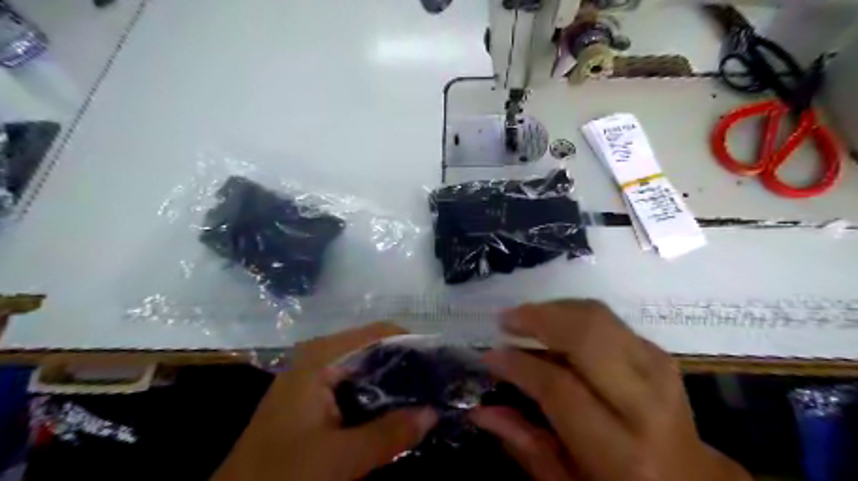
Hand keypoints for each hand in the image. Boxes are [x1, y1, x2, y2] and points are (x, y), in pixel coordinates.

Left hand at [210, 322, 435, 480]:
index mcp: (322, 356)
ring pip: (367, 367)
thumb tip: (433, 413)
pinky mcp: (315, 393)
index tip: (441, 363)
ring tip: (426, 396)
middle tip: (438, 384)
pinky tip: (397, 410)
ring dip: (395, 382)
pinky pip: (356, 384)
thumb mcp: (339, 459)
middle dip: (407, 365)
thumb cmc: (281, 475)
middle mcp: (320, 355)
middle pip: (375, 348)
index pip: (380, 333)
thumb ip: (390, 434)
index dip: (413, 344)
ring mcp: (315, 373)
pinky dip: (379, 394)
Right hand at [468, 300, 752, 480]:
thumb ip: (525, 446)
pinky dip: (573, 312)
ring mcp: (659, 370)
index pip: (560, 388)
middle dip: (538, 319)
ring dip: (554, 310)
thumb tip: (480, 411)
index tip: (490, 355)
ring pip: (598, 317)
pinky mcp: (659, 353)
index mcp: (622, 452)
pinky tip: (552, 323)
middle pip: (587, 337)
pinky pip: (608, 318)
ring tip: (524, 318)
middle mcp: (646, 404)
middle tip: (506, 321)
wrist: (691, 480)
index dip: (519, 365)